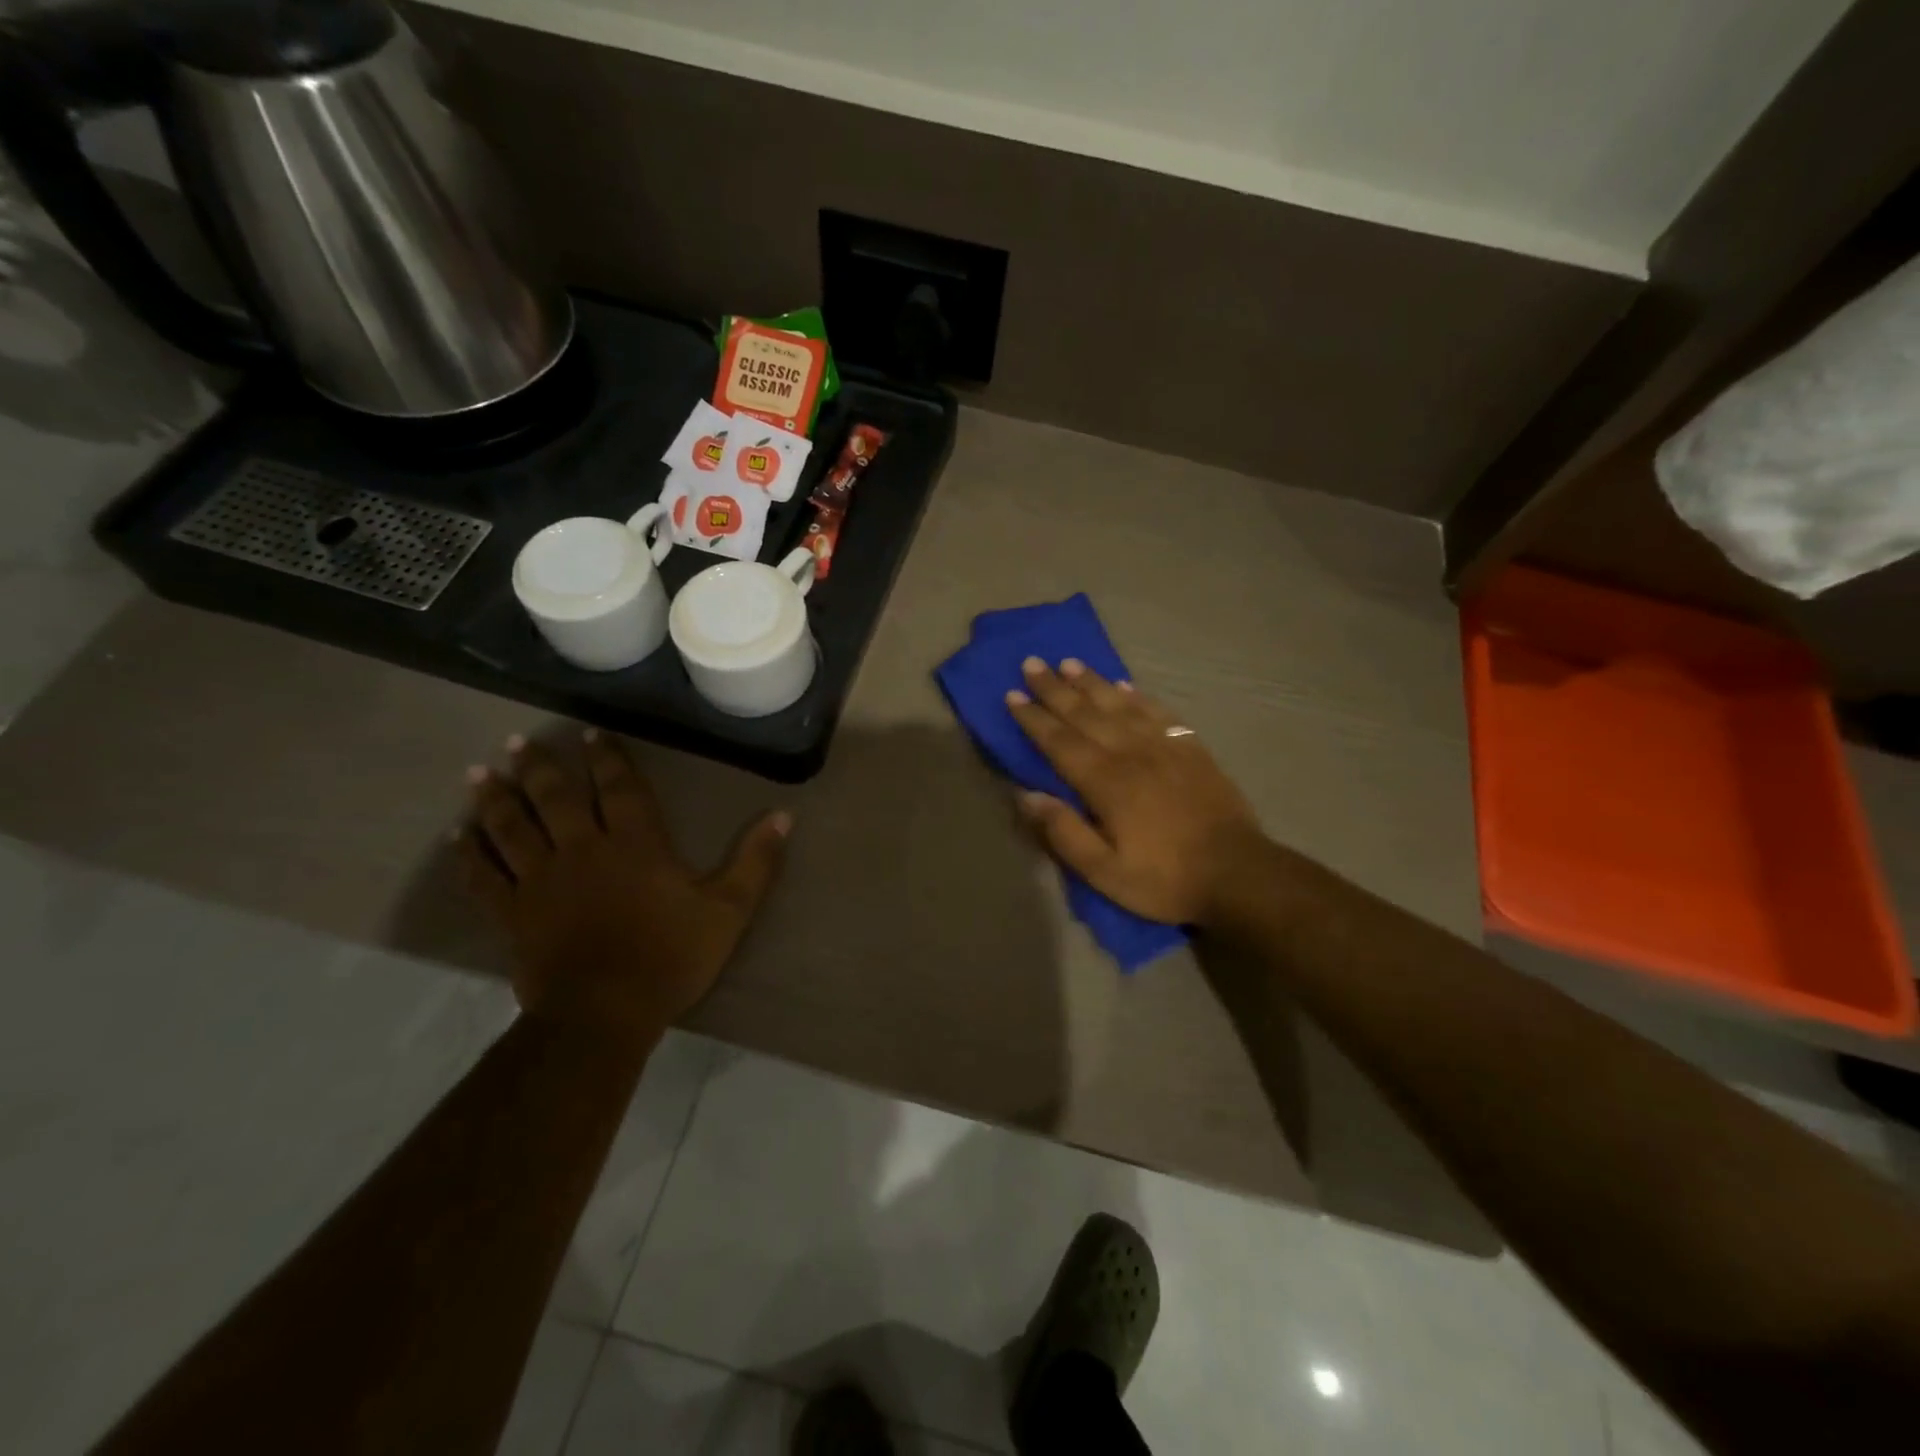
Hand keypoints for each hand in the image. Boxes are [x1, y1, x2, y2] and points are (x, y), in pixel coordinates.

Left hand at [462, 731, 788, 1052]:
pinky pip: (484, 877)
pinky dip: (469, 855)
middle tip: (519, 743)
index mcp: (635, 845)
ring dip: (496, 800)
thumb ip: (756, 861)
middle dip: (540, 768)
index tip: (590, 734)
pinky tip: (458, 837)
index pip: (619, 789)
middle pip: (555, 799)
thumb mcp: (728, 910)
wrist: (604, 1013)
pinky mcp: (513, 914)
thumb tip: (784, 816)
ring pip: (512, 829)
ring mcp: (541, 882)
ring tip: (479, 774)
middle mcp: (582, 851)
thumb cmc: (670, 957)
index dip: (607, 759)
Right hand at [1006, 659, 1263, 925]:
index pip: (1060, 742)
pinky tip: (1126, 685)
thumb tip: (1026, 795)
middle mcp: (1132, 754)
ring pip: (1121, 705)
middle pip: (1086, 714)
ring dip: (1092, 683)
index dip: (1034, 718)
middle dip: (1055, 689)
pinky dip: (1138, 696)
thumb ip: (1064, 832)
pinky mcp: (1192, 750)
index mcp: (1106, 783)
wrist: (1238, 873)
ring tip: (1070, 663)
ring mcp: (1165, 747)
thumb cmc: (1164, 878)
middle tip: (1031, 664)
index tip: (1012, 695)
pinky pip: (1159, 712)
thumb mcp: (1105, 873)